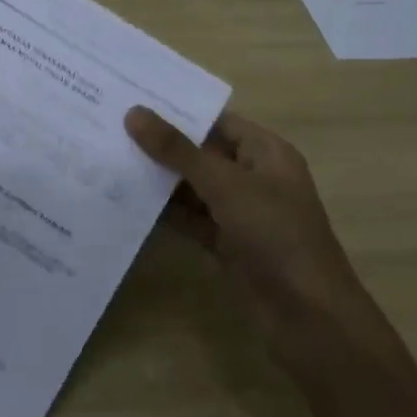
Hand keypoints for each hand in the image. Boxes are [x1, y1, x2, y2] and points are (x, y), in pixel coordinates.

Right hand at [126, 106, 358, 348]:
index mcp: (265, 152)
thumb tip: (133, 113)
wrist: (309, 317)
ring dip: (157, 178)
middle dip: (160, 144)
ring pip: (191, 187)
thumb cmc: (276, 235)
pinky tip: (125, 200)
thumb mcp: (225, 185)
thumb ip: (177, 150)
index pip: (216, 121)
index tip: (131, 99)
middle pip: (200, 152)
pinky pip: (189, 218)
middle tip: (109, 126)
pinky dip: (163, 211)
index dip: (176, 110)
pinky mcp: (225, 243)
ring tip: (108, 158)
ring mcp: (239, 212)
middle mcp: (252, 177)